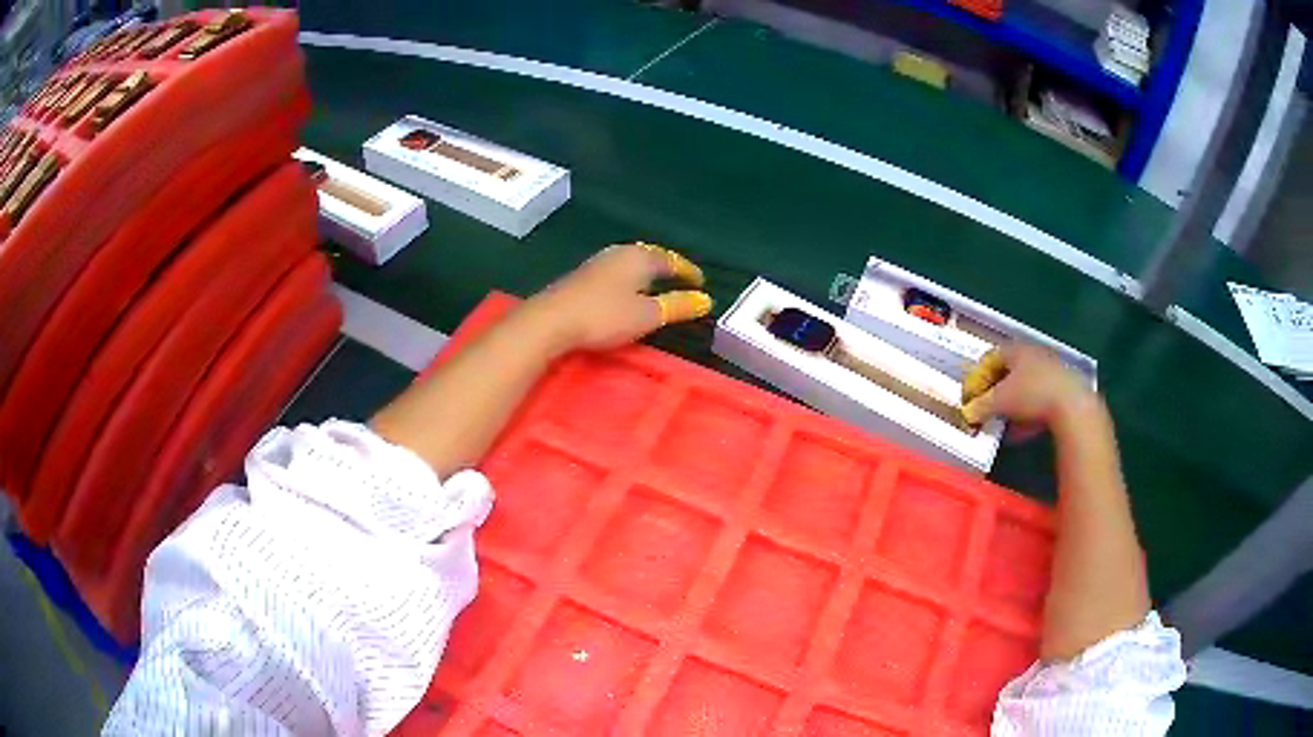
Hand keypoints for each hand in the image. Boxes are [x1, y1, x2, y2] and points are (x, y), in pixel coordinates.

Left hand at [526, 242, 712, 350]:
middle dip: (666, 266)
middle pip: (650, 256)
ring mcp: (598, 263)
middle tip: (681, 278)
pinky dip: (628, 278)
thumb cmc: (604, 316)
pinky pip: (615, 271)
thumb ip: (677, 306)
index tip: (700, 282)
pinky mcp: (581, 276)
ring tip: (656, 283)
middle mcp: (620, 253)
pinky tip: (624, 289)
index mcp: (640, 257)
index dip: (687, 271)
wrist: (551, 320)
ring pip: (630, 262)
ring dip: (646, 271)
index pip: (671, 260)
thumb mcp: (647, 315)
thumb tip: (705, 300)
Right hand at [961, 343, 1097, 427]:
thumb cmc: (1031, 395)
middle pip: (1008, 372)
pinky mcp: (1063, 389)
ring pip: (1024, 387)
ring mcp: (1050, 370)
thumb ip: (980, 406)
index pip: (989, 358)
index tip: (970, 397)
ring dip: (1012, 405)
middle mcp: (1033, 354)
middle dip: (995, 392)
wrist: (1073, 407)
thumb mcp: (999, 402)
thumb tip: (967, 413)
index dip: (977, 378)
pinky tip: (1023, 431)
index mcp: (1016, 349)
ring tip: (1003, 424)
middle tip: (986, 410)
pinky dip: (1027, 413)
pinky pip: (1039, 399)